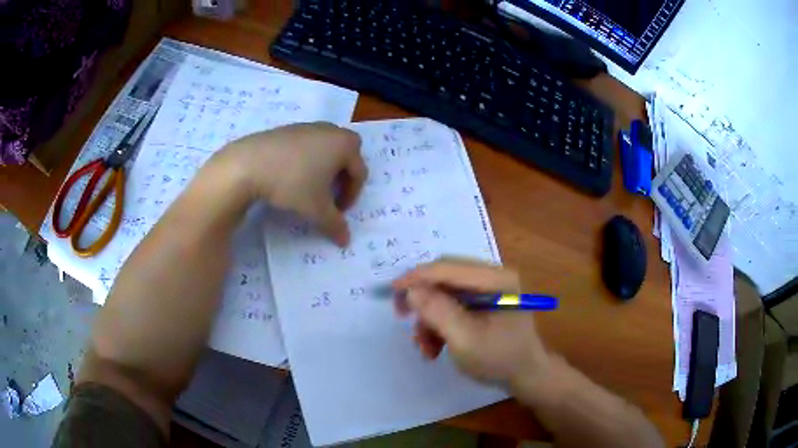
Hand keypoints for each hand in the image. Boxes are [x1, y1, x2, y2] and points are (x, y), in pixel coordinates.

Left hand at [219, 122, 366, 245]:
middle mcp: (330, 130)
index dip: (352, 196)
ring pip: (325, 150)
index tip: (338, 213)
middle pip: (345, 157)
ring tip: (308, 188)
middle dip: (341, 179)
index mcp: (345, 144)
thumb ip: (335, 225)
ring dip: (323, 170)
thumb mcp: (317, 210)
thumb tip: (345, 241)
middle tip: (328, 198)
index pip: (359, 173)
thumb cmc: (292, 183)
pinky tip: (289, 176)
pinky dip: (305, 161)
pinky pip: (306, 146)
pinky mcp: (287, 129)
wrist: (248, 164)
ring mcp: (307, 127)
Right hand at [393, 259, 550, 386]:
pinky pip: (451, 305)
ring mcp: (488, 289)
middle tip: (402, 317)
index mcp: (497, 279)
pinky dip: (439, 324)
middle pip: (445, 277)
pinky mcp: (483, 302)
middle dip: (423, 301)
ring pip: (444, 293)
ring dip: (430, 319)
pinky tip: (435, 346)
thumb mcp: (465, 340)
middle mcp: (493, 276)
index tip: (391, 291)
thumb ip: (438, 312)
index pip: (449, 267)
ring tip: (426, 347)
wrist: (524, 376)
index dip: (417, 277)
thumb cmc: (499, 360)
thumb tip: (412, 289)